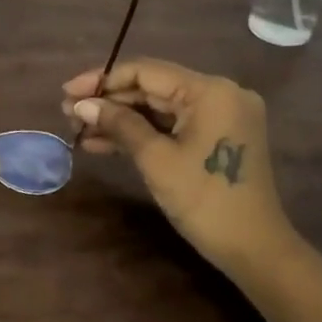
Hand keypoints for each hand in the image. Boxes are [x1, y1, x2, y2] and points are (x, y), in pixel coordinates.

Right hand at [62, 59, 302, 275]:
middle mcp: (219, 94)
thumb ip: (118, 124)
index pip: (145, 71)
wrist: (254, 250)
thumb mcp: (155, 159)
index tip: (67, 93)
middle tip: (68, 114)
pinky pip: (171, 125)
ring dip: (119, 119)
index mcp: (210, 91)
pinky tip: (104, 143)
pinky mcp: (217, 136)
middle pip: (151, 87)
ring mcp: (220, 116)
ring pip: (158, 108)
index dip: (102, 80)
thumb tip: (81, 105)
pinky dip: (141, 133)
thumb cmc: (205, 200)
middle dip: (108, 102)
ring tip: (79, 131)